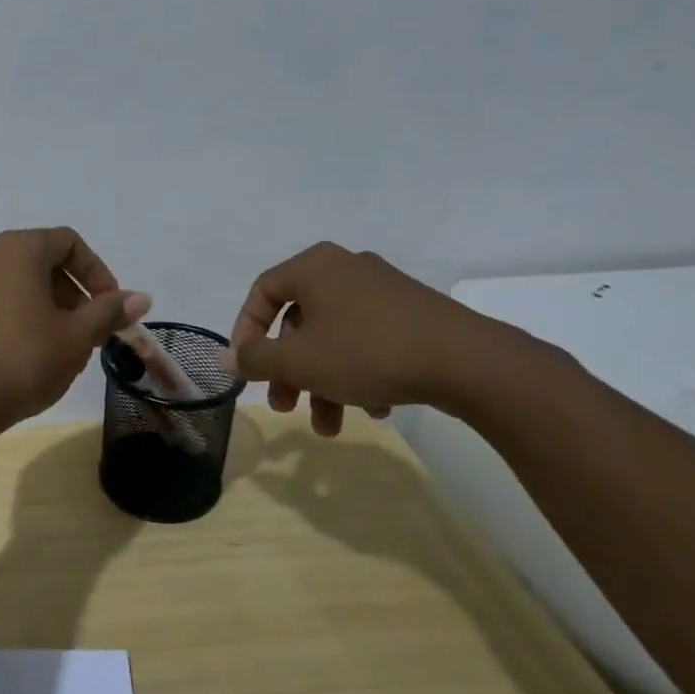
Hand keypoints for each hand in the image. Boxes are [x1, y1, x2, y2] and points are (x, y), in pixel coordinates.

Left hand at [0, 227, 149, 435]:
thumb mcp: (77, 337)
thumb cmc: (23, 360)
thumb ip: (108, 312)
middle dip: (75, 293)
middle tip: (92, 332)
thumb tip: (141, 297)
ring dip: (49, 307)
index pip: (69, 243)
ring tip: (64, 347)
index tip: (112, 309)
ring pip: (19, 284)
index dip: (98, 273)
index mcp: (17, 249)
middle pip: (43, 261)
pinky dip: (21, 316)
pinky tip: (30, 354)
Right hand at [226, 242, 503, 436]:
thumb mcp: (299, 361)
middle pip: (299, 322)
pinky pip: (369, 341)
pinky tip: (374, 408)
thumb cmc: (366, 352)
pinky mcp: (413, 313)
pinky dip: (359, 374)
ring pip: (334, 338)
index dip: (246, 332)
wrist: (467, 361)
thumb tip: (228, 358)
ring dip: (324, 382)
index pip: (261, 292)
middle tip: (286, 407)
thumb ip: (256, 358)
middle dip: (290, 371)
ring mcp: (382, 290)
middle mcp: (345, 268)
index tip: (248, 370)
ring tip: (331, 426)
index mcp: (314, 267)